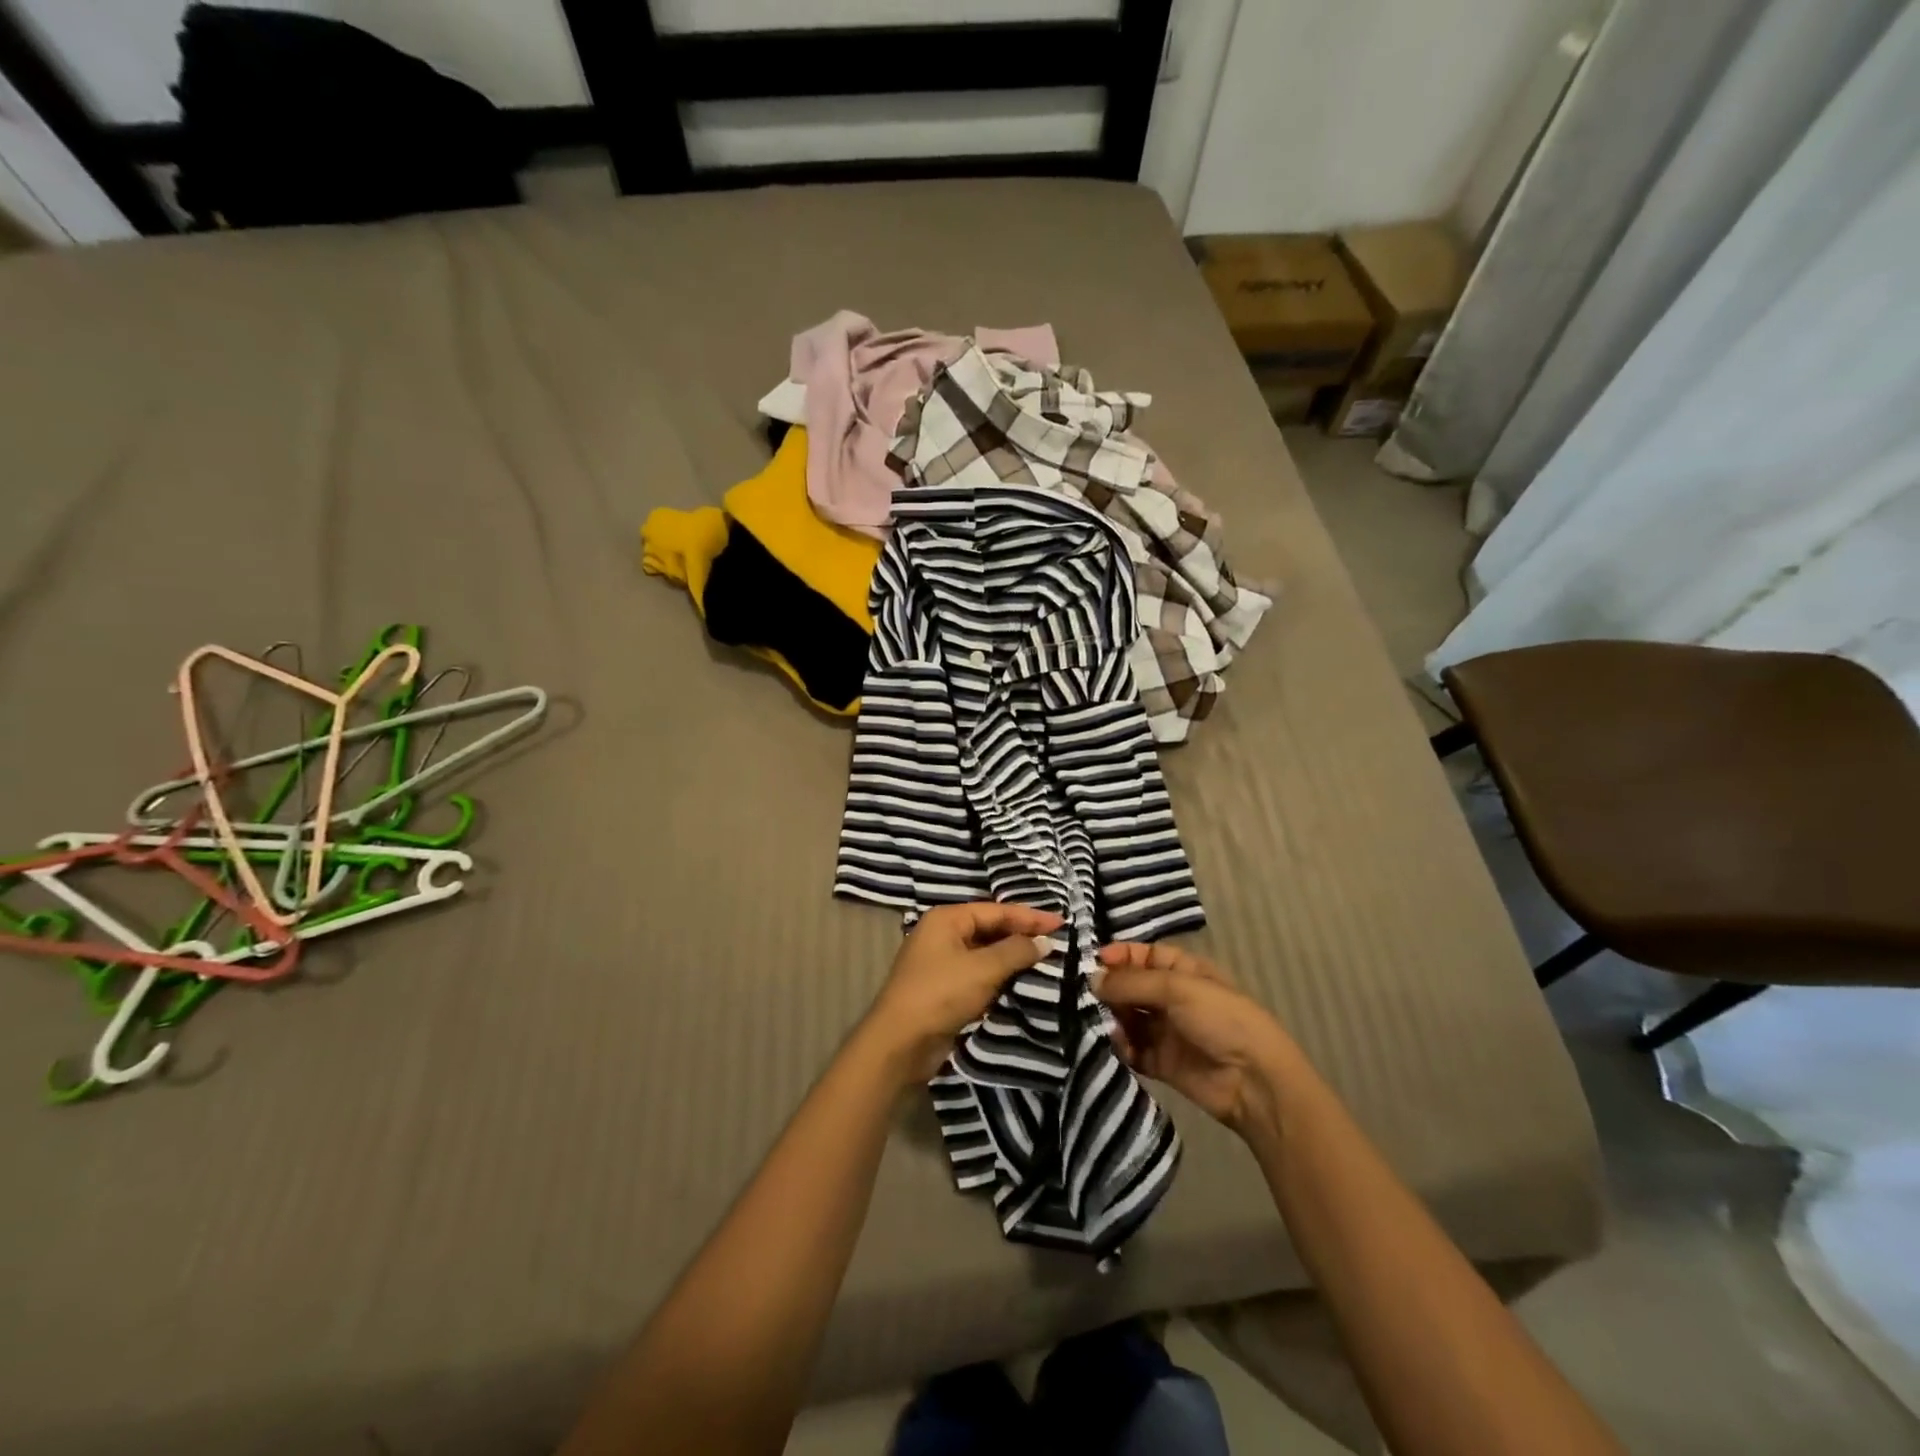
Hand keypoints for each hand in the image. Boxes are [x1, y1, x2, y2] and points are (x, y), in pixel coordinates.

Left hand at [862, 903, 1064, 1082]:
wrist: (900, 1043)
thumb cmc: (941, 994)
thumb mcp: (983, 969)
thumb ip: (1016, 951)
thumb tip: (1044, 941)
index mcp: (946, 919)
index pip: (995, 910)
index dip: (1029, 917)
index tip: (1061, 923)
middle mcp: (942, 934)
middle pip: (990, 928)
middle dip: (1021, 935)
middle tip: (1056, 941)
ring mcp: (942, 962)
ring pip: (985, 953)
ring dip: (1012, 957)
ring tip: (1046, 961)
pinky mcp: (945, 988)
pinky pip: (979, 974)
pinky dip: (1000, 976)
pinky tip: (1022, 982)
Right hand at [1095, 943, 1301, 1140]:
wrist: (1254, 1081)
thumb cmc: (1220, 1019)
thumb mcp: (1177, 988)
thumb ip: (1131, 982)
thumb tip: (1092, 979)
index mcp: (1183, 971)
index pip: (1144, 956)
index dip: (1120, 956)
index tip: (1093, 962)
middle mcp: (1172, 998)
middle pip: (1131, 987)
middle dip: (1109, 989)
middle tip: (1087, 996)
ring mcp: (1166, 1031)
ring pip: (1128, 1018)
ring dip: (1112, 1019)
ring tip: (1102, 1023)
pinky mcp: (1162, 1063)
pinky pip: (1133, 1050)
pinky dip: (1121, 1048)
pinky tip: (1117, 1046)